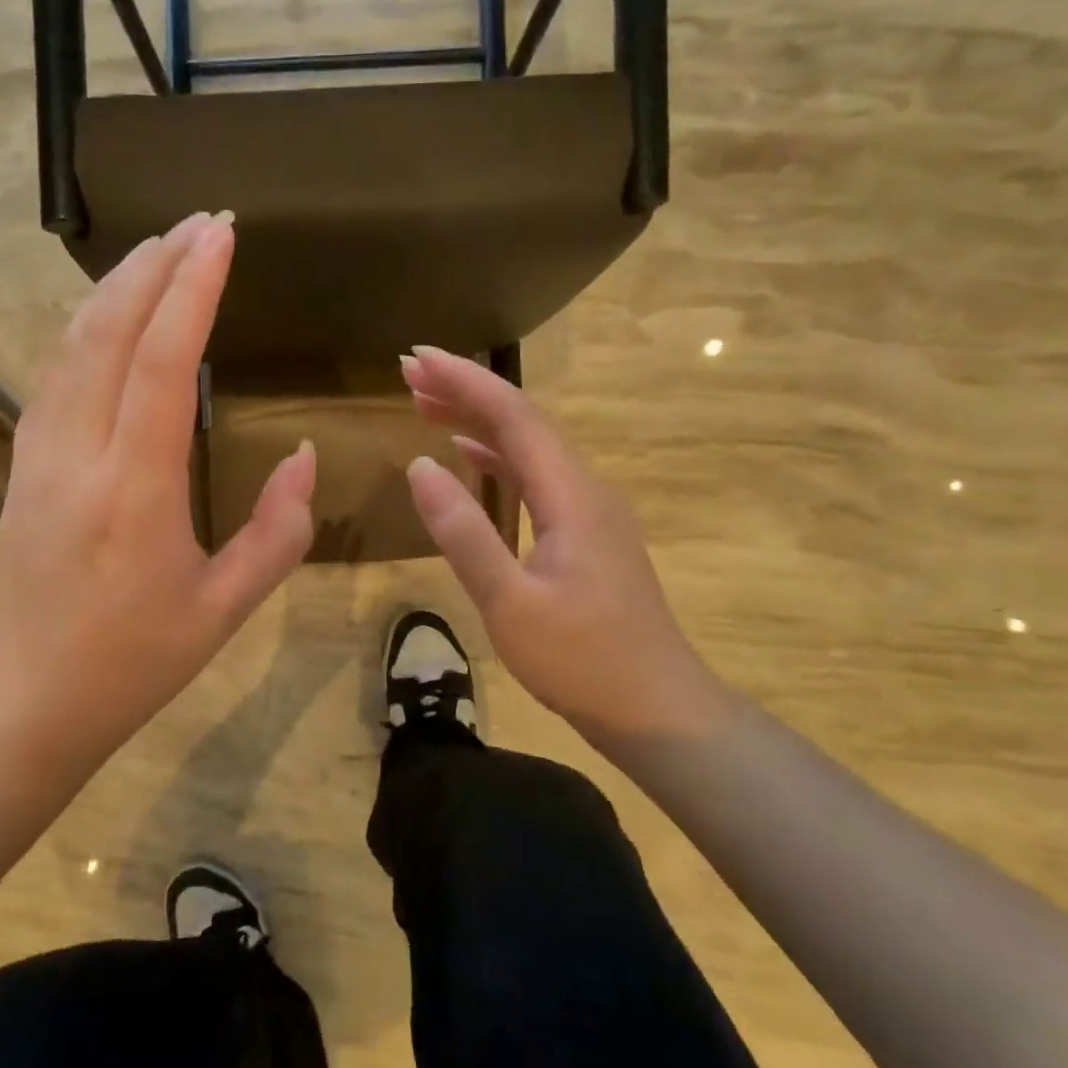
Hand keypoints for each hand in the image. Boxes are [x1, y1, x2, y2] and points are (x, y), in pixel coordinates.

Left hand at [0, 213, 315, 778]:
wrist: (22, 705)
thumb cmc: (130, 664)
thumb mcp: (223, 610)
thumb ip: (277, 532)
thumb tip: (304, 459)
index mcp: (135, 488)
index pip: (160, 361)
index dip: (192, 290)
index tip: (221, 236)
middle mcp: (78, 453)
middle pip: (108, 332)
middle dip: (154, 266)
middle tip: (199, 223)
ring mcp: (39, 454)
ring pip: (71, 345)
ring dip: (116, 288)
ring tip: (159, 249)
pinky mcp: (23, 464)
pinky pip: (56, 375)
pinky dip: (86, 327)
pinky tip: (108, 315)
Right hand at [400, 347, 727, 748]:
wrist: (658, 709)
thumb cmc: (583, 661)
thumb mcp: (511, 603)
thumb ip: (464, 533)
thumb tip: (419, 466)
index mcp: (571, 495)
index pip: (513, 416)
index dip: (463, 381)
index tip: (415, 358)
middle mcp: (585, 488)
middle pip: (523, 422)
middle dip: (466, 391)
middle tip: (408, 373)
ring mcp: (589, 510)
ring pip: (529, 447)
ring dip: (478, 421)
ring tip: (425, 404)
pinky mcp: (586, 534)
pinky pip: (536, 477)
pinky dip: (497, 457)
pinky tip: (470, 457)